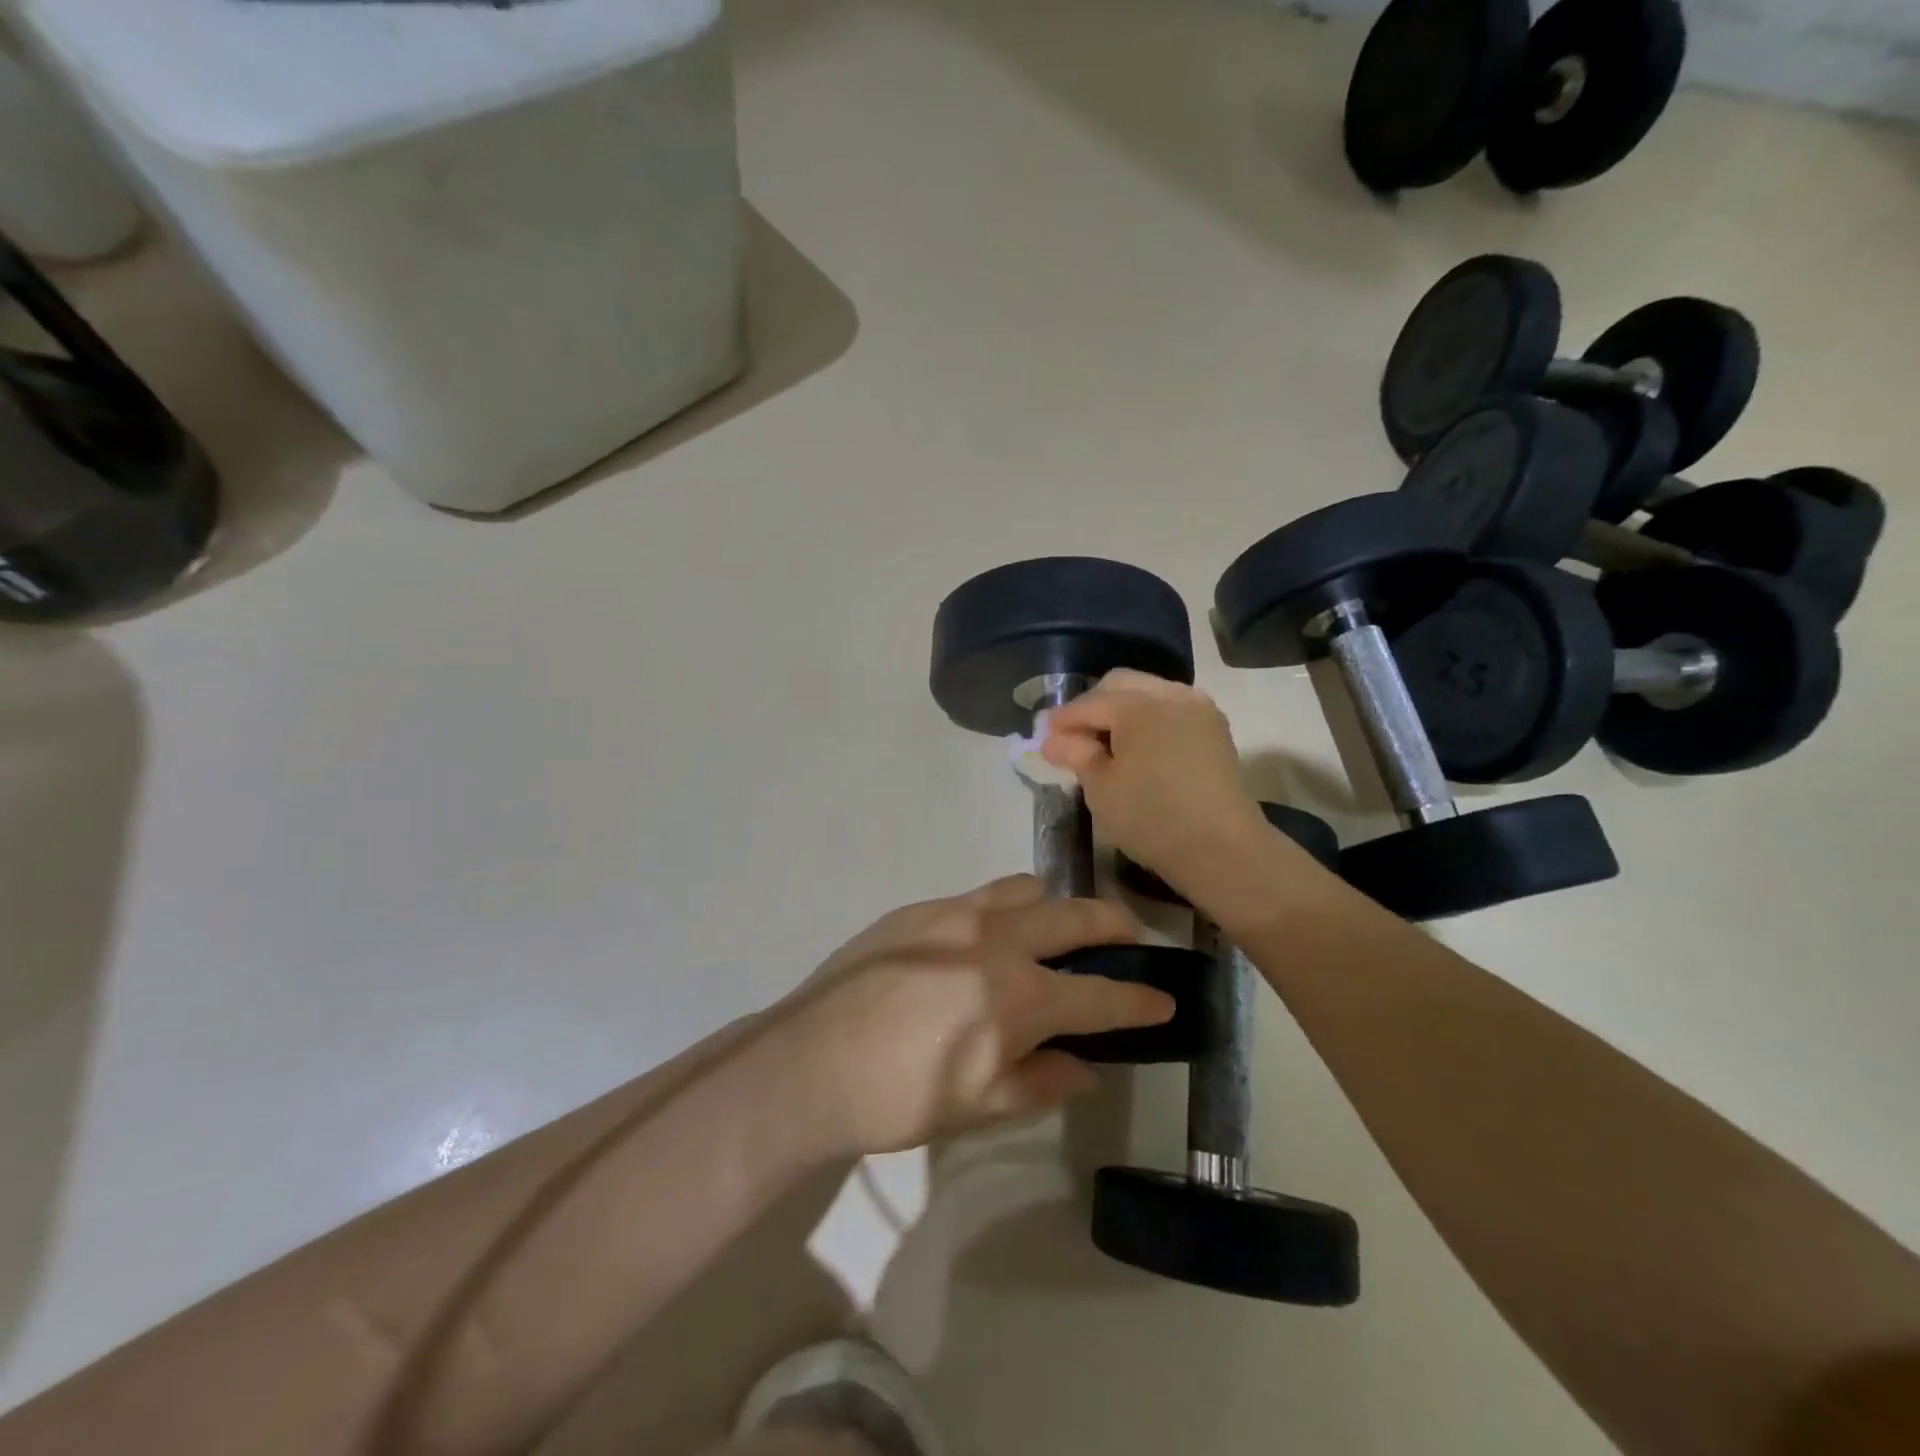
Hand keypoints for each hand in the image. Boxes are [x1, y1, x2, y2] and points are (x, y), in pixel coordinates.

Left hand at [776, 876, 1172, 1153]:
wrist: (808, 1062)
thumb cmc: (898, 1098)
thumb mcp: (980, 1106)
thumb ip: (1042, 1081)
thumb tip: (1086, 1067)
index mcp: (1017, 997)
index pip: (1101, 998)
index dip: (1140, 1001)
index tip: (1166, 998)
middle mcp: (996, 940)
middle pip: (1075, 917)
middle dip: (1114, 924)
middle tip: (1130, 935)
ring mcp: (955, 914)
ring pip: (1027, 888)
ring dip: (1055, 905)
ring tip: (1055, 929)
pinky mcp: (919, 908)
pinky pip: (980, 895)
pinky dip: (1004, 909)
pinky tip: (987, 939)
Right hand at [1040, 670, 1269, 886]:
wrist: (1222, 848)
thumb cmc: (1151, 817)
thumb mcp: (1101, 788)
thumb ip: (1076, 755)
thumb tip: (1054, 739)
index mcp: (1139, 704)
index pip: (1089, 703)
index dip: (1062, 719)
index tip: (1042, 735)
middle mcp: (1170, 694)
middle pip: (1121, 685)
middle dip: (1093, 706)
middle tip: (1073, 737)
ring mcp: (1198, 709)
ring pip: (1149, 693)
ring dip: (1123, 710)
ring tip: (1105, 743)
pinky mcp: (1214, 730)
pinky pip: (1171, 710)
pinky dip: (1149, 720)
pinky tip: (1138, 748)